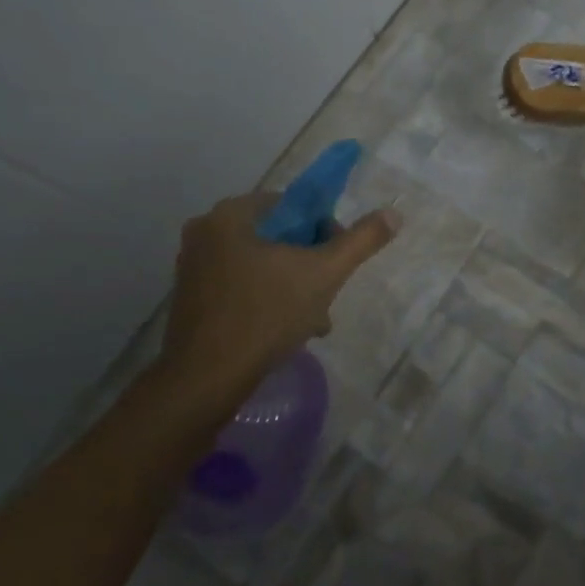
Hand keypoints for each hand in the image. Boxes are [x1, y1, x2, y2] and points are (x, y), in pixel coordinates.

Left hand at [152, 191, 399, 410]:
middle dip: (310, 264)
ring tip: (314, 321)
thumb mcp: (324, 274)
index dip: (324, 230)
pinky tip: (287, 331)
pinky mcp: (191, 299)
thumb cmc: (265, 316)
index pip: (292, 205)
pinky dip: (268, 300)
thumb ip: (361, 241)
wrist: (205, 380)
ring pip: (262, 264)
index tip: (337, 262)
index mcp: (230, 215)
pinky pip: (241, 286)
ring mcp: (193, 267)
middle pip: (278, 236)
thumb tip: (393, 214)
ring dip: (294, 286)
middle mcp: (205, 232)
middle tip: (328, 296)